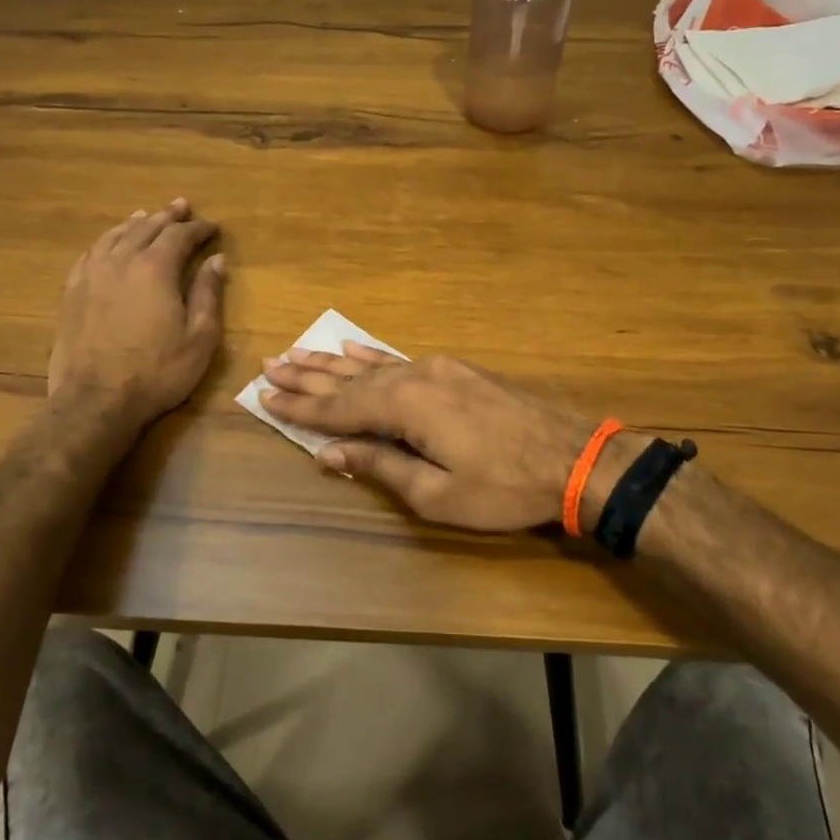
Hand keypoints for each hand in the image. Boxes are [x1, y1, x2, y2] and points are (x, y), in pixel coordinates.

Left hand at [48, 200, 225, 430]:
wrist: (96, 401)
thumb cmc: (157, 372)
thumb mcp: (199, 338)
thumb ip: (207, 294)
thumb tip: (216, 260)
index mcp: (155, 269)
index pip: (179, 236)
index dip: (198, 228)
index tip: (212, 227)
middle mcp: (121, 262)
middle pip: (146, 228)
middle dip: (167, 216)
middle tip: (181, 206)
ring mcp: (91, 275)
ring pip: (114, 236)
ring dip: (135, 224)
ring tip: (145, 216)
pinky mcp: (72, 293)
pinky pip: (90, 254)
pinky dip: (106, 242)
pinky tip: (109, 245)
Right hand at [259, 345, 596, 530]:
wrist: (574, 457)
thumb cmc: (503, 487)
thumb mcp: (437, 493)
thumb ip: (380, 467)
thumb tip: (328, 453)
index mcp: (406, 406)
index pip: (339, 407)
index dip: (301, 406)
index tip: (265, 396)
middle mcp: (415, 377)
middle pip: (350, 377)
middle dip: (308, 375)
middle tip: (270, 365)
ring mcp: (438, 368)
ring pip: (373, 364)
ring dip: (333, 362)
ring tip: (298, 352)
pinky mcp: (457, 370)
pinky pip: (401, 359)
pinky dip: (372, 354)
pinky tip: (354, 346)